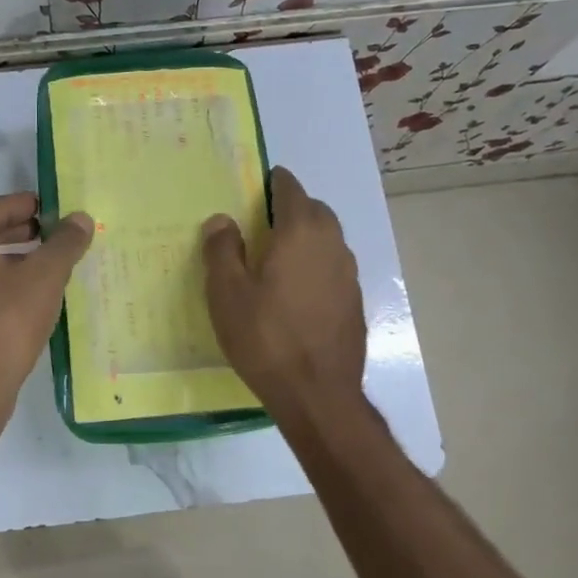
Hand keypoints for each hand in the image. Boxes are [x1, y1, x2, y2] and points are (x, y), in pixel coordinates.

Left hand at [0, 192, 93, 412]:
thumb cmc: (6, 320)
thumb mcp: (45, 276)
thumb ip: (65, 243)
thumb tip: (81, 218)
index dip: (29, 205)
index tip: (56, 209)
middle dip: (21, 234)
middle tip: (54, 236)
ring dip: (11, 263)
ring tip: (46, 268)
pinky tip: (25, 301)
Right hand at [202, 166, 366, 418]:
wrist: (318, 394)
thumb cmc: (265, 338)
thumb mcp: (227, 294)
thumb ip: (223, 250)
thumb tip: (222, 220)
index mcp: (300, 234)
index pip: (292, 191)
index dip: (276, 182)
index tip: (261, 182)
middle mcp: (332, 246)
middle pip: (316, 211)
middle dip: (294, 207)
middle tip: (265, 218)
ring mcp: (348, 276)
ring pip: (329, 240)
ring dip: (308, 236)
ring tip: (280, 253)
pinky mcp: (354, 303)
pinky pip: (334, 268)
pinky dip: (317, 264)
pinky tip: (298, 290)